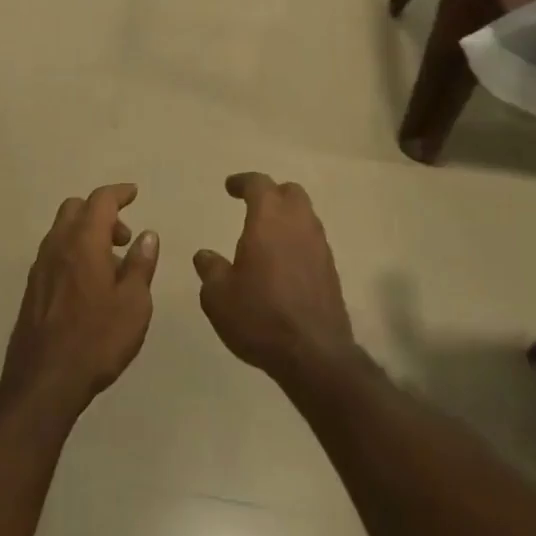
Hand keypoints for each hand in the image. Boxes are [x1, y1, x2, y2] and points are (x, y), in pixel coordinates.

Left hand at [1, 183, 158, 415]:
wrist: (43, 381)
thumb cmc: (96, 339)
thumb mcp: (134, 304)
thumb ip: (141, 265)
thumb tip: (147, 235)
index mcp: (84, 240)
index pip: (101, 200)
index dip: (119, 193)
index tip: (134, 193)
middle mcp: (58, 244)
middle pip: (76, 208)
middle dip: (101, 212)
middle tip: (123, 237)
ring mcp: (41, 265)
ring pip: (62, 229)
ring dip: (86, 233)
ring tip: (110, 265)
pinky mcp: (32, 287)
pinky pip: (55, 252)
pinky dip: (73, 251)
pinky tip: (88, 283)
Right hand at [194, 173, 355, 387]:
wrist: (315, 354)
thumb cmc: (260, 315)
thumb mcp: (219, 296)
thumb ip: (210, 269)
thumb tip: (204, 256)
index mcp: (269, 217)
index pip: (258, 183)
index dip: (242, 182)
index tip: (229, 187)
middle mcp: (298, 222)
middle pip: (290, 192)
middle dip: (272, 194)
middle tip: (254, 207)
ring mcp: (320, 246)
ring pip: (305, 216)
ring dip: (287, 219)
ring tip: (268, 237)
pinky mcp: (331, 271)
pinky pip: (313, 242)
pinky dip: (298, 243)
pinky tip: (285, 265)